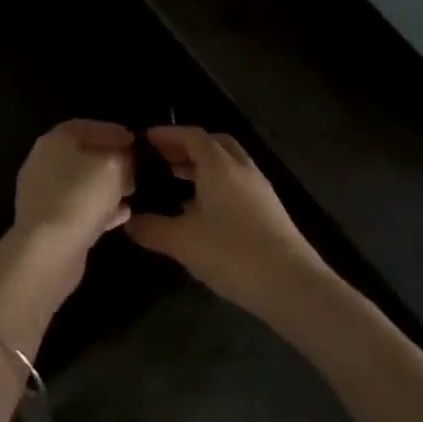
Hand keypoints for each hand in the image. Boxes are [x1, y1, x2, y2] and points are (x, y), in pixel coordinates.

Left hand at [0, 121, 135, 350]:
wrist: (48, 251)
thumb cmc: (81, 197)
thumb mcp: (113, 166)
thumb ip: (124, 156)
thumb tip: (127, 156)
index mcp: (54, 141)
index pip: (86, 126)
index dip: (113, 131)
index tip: (137, 141)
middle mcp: (44, 162)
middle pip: (83, 154)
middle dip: (112, 159)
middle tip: (137, 168)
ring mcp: (44, 194)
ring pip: (82, 182)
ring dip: (108, 185)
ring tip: (133, 190)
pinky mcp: (49, 221)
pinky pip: (79, 207)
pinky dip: (100, 208)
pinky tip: (123, 214)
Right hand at [124, 126, 327, 315]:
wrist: (294, 287)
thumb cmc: (233, 254)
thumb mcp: (182, 242)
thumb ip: (150, 228)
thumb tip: (128, 220)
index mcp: (219, 166)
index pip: (192, 135)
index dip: (167, 134)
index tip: (143, 140)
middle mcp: (242, 169)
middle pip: (213, 144)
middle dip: (186, 147)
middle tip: (160, 159)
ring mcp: (260, 189)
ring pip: (228, 164)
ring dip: (202, 166)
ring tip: (175, 183)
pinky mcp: (270, 211)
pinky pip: (237, 183)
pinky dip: (216, 184)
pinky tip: (201, 211)